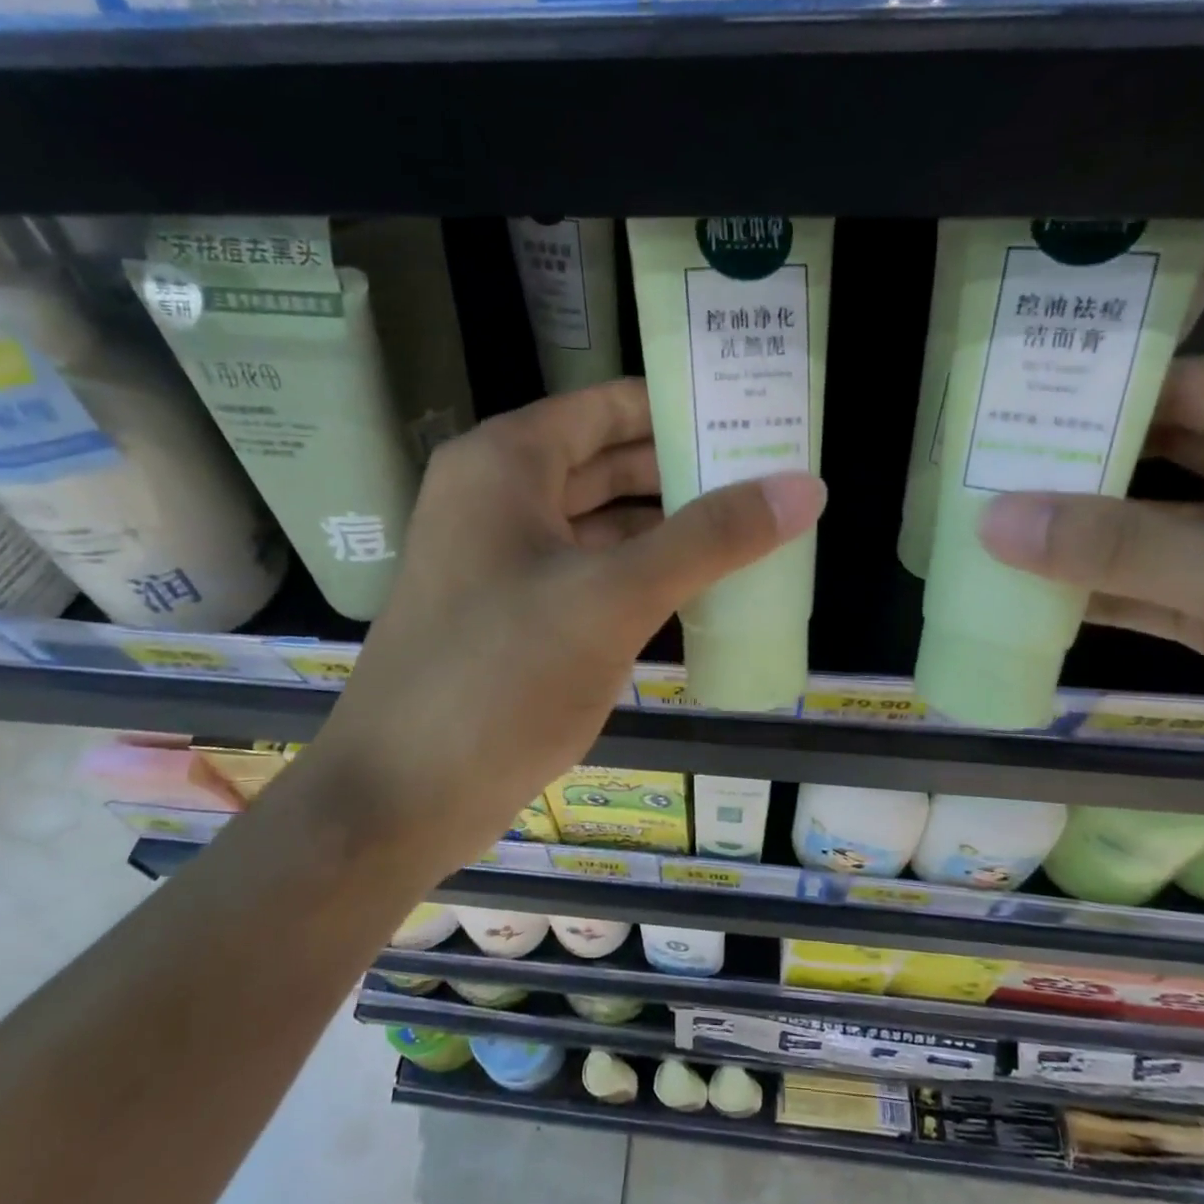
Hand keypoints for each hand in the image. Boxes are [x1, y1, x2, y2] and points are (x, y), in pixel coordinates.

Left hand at [311, 379, 823, 874]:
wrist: (399, 797)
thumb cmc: (500, 678)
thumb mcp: (614, 599)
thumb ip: (710, 538)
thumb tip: (803, 487)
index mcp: (506, 463)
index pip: (611, 406)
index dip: (684, 407)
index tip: (756, 418)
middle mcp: (498, 496)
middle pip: (609, 461)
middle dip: (686, 469)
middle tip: (773, 476)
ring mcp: (502, 557)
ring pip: (601, 520)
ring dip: (669, 525)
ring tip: (754, 528)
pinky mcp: (513, 611)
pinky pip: (590, 570)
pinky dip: (641, 572)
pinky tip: (699, 586)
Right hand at [976, 358, 1203, 921]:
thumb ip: (1132, 547)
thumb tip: (996, 521)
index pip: (1190, 384)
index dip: (1097, 394)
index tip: (1003, 411)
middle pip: (1158, 456)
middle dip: (1071, 467)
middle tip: (973, 472)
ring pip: (1146, 529)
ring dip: (1072, 536)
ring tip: (978, 531)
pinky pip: (1150, 591)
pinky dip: (1093, 594)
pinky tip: (1025, 595)